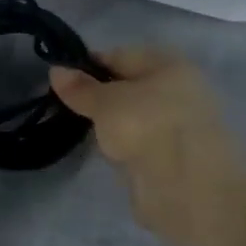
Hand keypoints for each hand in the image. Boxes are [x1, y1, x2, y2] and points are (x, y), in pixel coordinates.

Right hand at [50, 49, 245, 245]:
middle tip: (66, 108)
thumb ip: (80, 88)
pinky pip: (140, 146)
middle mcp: (178, 91)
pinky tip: (107, 156)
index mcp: (169, 65)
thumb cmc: (147, 126)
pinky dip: (125, 150)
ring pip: (134, 119)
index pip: (120, 56)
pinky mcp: (175, 160)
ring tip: (83, 133)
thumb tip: (56, 70)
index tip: (60, 81)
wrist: (188, 189)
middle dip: (99, 98)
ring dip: (112, 127)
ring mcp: (178, 127)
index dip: (89, 66)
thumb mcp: (105, 102)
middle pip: (128, 88)